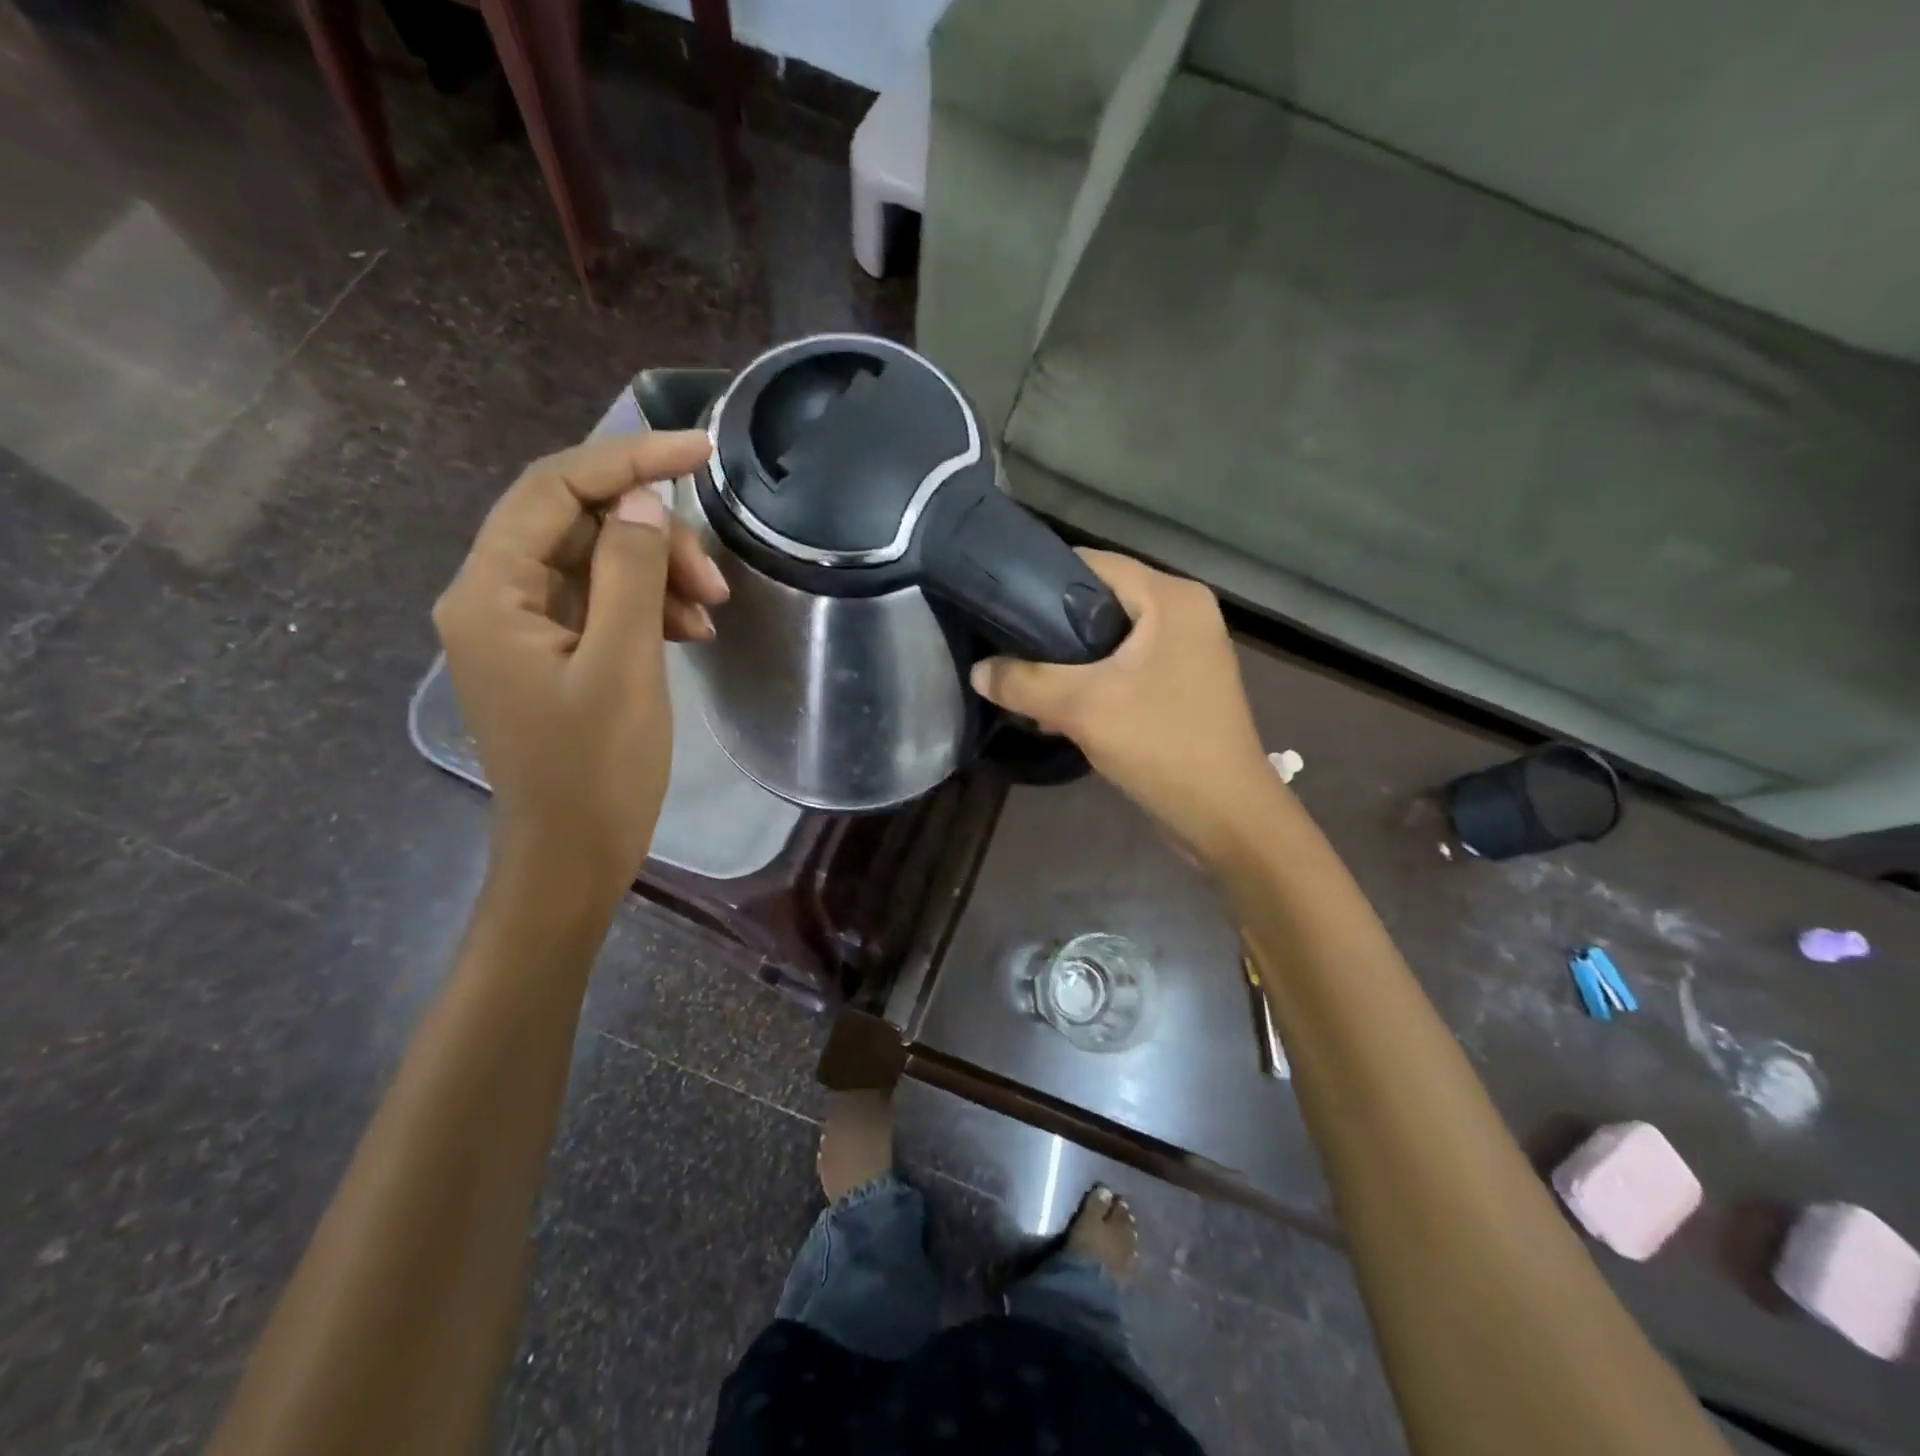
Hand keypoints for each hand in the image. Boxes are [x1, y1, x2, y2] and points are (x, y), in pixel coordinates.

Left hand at [433, 431, 725, 898]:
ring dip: (658, 575)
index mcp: (490, 592)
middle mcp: (494, 597)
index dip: (628, 462)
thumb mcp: (624, 665)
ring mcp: (523, 627)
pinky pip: (603, 604)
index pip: (554, 491)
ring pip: (597, 564)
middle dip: (653, 538)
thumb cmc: (597, 769)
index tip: (700, 452)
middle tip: (715, 581)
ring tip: (711, 612)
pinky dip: (648, 607)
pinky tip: (690, 631)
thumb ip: (630, 573)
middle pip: (578, 526)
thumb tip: (640, 498)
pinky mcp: (553, 654)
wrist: (574, 855)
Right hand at [970, 552, 1275, 862]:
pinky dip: (1094, 680)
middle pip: (1102, 601)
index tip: (999, 600)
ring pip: (1112, 638)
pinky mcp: (1182, 684)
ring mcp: (1187, 650)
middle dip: (1051, 625)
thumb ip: (1024, 683)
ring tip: (1022, 677)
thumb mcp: (1082, 708)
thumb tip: (978, 671)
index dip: (1043, 577)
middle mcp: (1184, 613)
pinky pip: (1127, 667)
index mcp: (1171, 598)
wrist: (1225, 815)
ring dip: (1069, 659)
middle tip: (1005, 643)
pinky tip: (1057, 706)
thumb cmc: (1161, 745)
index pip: (1095, 563)